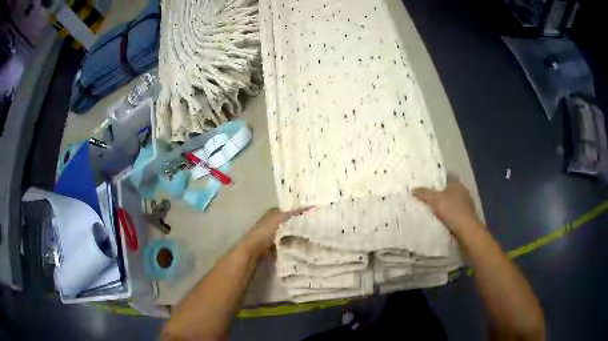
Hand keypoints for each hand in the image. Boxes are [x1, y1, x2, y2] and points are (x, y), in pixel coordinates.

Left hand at [244, 207, 312, 254]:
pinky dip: (294, 243)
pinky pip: (288, 242)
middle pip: (291, 222)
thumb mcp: (283, 218)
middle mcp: (273, 221)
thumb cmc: (267, 230)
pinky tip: (303, 246)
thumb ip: (297, 213)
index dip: (302, 212)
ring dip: (298, 235)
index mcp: (274, 212)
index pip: (291, 210)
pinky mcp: (275, 244)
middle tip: (316, 228)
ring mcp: (274, 234)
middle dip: (301, 225)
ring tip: (313, 238)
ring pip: (290, 233)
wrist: (255, 248)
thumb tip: (314, 206)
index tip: (315, 216)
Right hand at [412, 174, 482, 236]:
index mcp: (457, 184)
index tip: (429, 182)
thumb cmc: (452, 211)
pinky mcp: (466, 215)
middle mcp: (463, 191)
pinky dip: (449, 214)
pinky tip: (442, 218)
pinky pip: (455, 211)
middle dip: (441, 192)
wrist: (466, 229)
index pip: (447, 176)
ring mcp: (466, 204)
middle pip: (450, 189)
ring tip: (433, 208)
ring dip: (446, 204)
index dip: (439, 178)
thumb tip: (413, 189)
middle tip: (428, 196)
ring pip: (453, 201)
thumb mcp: (435, 201)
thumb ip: (424, 194)